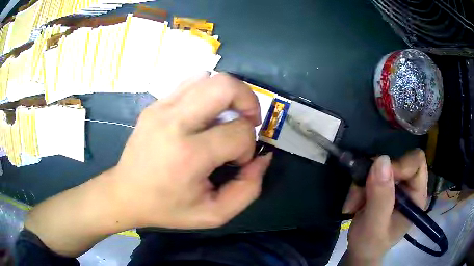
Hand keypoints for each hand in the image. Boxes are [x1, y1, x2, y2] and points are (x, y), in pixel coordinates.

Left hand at [112, 73, 272, 228]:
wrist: (126, 193)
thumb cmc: (168, 208)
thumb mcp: (214, 214)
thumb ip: (248, 189)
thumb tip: (263, 157)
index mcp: (189, 155)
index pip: (238, 132)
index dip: (248, 146)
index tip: (236, 161)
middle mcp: (174, 122)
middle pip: (225, 85)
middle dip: (248, 99)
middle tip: (247, 120)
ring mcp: (161, 108)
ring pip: (208, 77)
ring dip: (227, 94)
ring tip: (225, 117)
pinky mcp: (154, 104)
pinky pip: (190, 83)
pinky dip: (207, 92)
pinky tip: (204, 114)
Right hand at [341, 149, 427, 264]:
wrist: (360, 252)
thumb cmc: (370, 244)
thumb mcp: (375, 225)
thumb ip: (381, 197)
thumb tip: (382, 159)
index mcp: (416, 195)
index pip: (416, 162)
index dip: (399, 165)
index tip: (377, 177)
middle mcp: (409, 186)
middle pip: (398, 161)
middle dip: (376, 175)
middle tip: (361, 193)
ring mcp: (396, 185)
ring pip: (380, 166)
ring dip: (363, 182)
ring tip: (354, 203)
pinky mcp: (383, 185)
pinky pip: (370, 172)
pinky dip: (359, 185)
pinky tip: (354, 202)